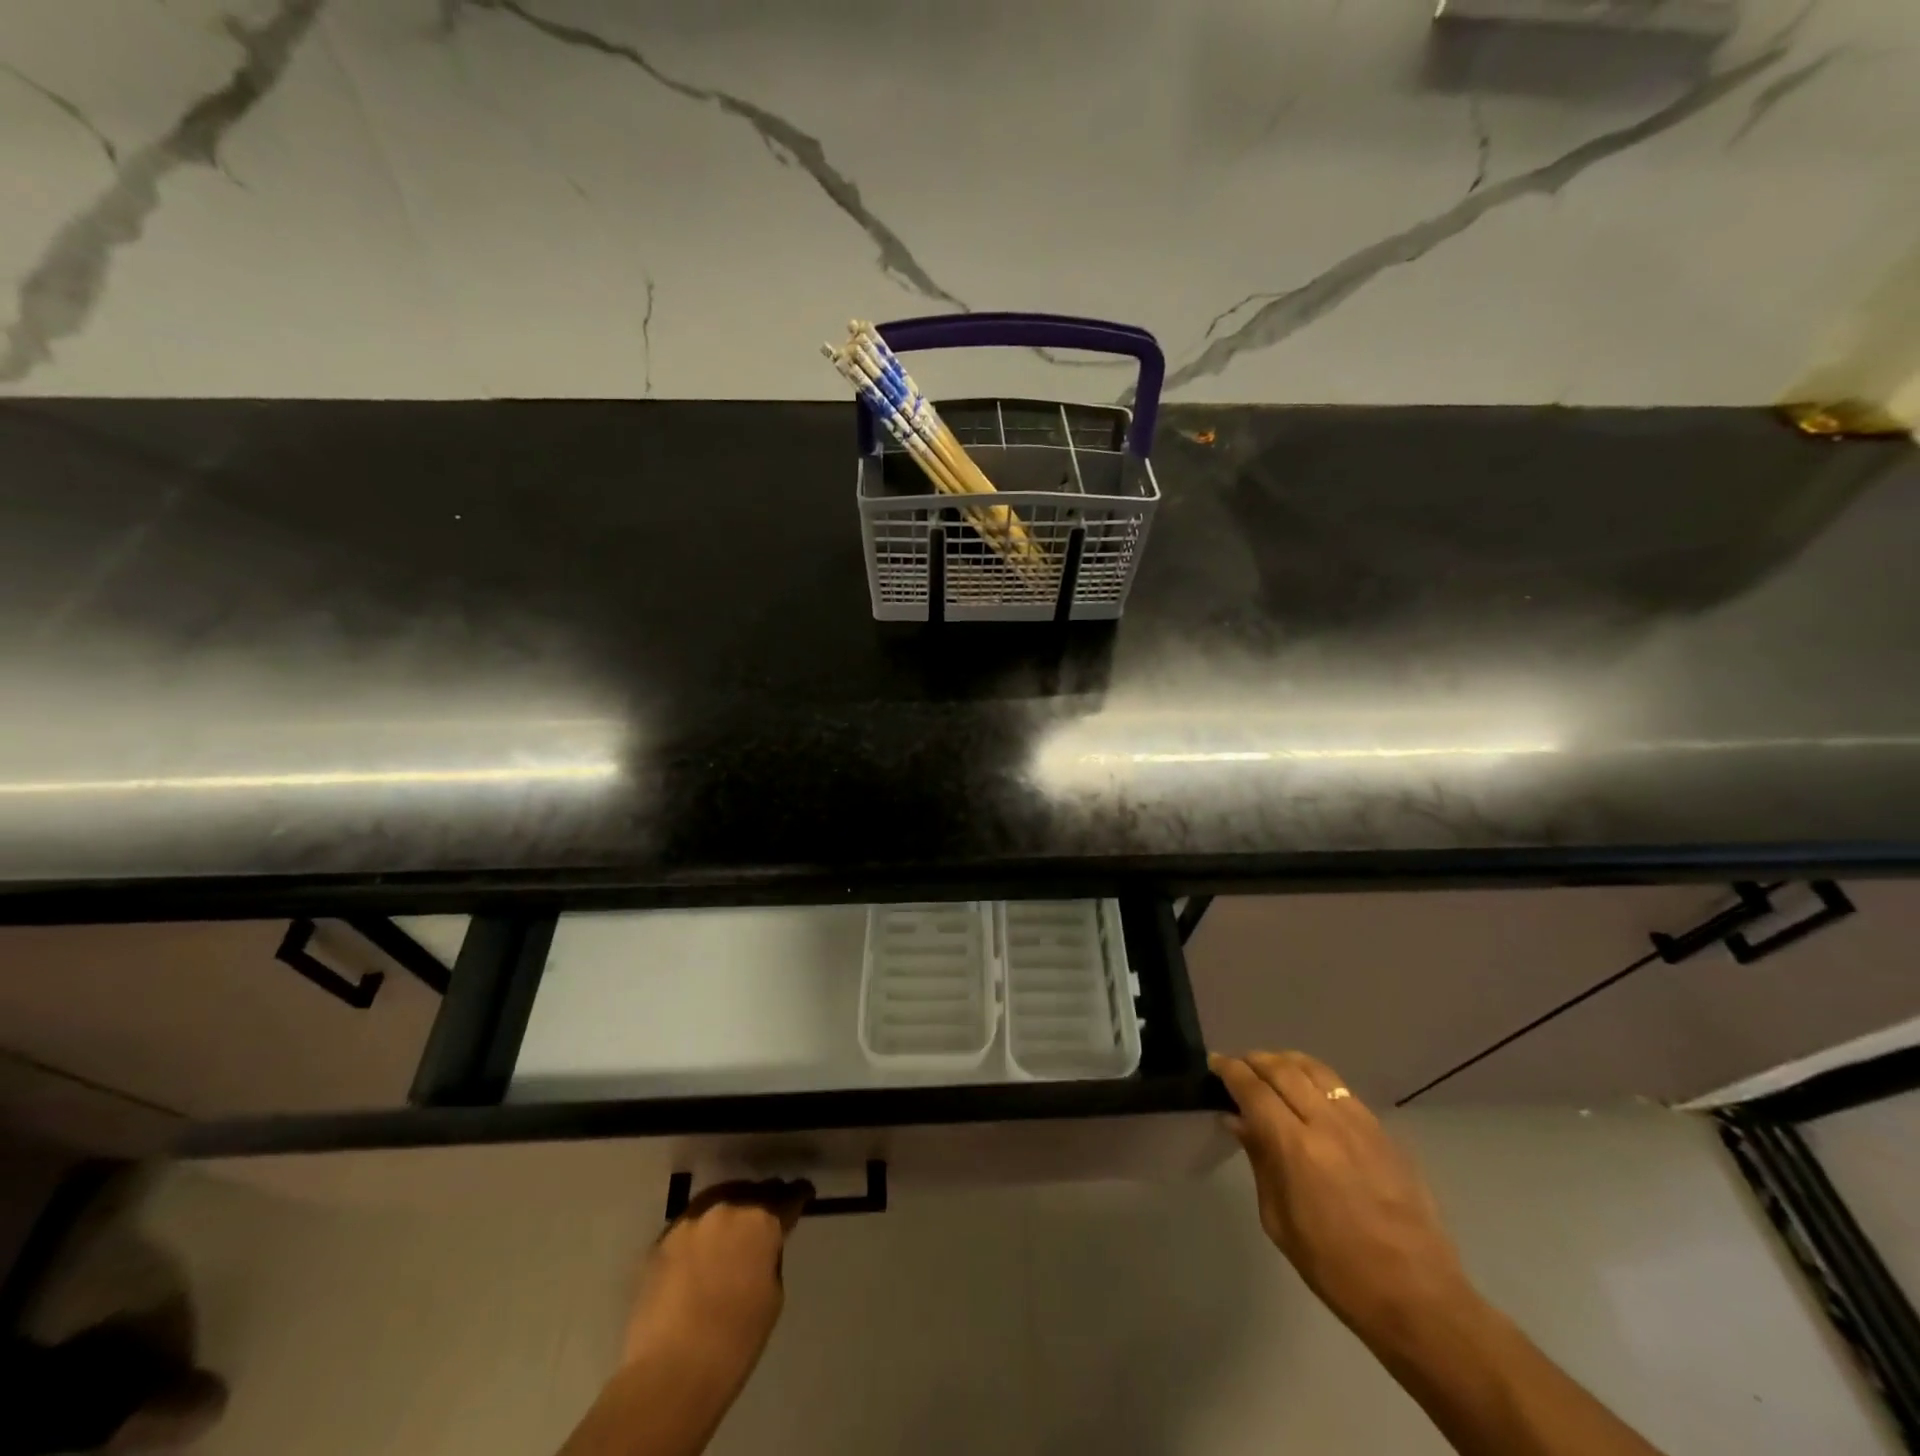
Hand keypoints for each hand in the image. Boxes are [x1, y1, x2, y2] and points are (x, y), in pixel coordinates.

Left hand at [622, 1179, 812, 1378]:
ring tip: (733, 1227)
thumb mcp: (772, 1298)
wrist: (668, 1375)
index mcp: (761, 1221)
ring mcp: (690, 1221)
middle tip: (768, 1213)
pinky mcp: (661, 1241)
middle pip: (752, 1193)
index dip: (798, 1196)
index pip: (788, 1197)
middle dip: (763, 1201)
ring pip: (719, 1201)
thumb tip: (761, 1249)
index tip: (803, 1195)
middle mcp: (727, 1208)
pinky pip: (691, 1225)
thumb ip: (770, 1259)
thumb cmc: (733, 1343)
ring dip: (730, 1210)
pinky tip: (702, 1250)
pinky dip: (702, 1232)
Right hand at [1211, 1050, 1475, 1348]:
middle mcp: (1327, 1123)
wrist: (1417, 1298)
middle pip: (1283, 1069)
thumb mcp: (1279, 1221)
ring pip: (1316, 1070)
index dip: (1230, 1071)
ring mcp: (1361, 1124)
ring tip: (1271, 1069)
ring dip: (1286, 1062)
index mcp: (1296, 1147)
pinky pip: (1342, 1090)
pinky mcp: (1384, 1133)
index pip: (1253, 1089)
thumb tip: (1238, 1121)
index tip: (1214, 1063)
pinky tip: (1310, 1094)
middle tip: (1238, 1065)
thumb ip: (1259, 1161)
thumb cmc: (1335, 1268)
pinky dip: (1316, 1079)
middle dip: (1254, 1060)